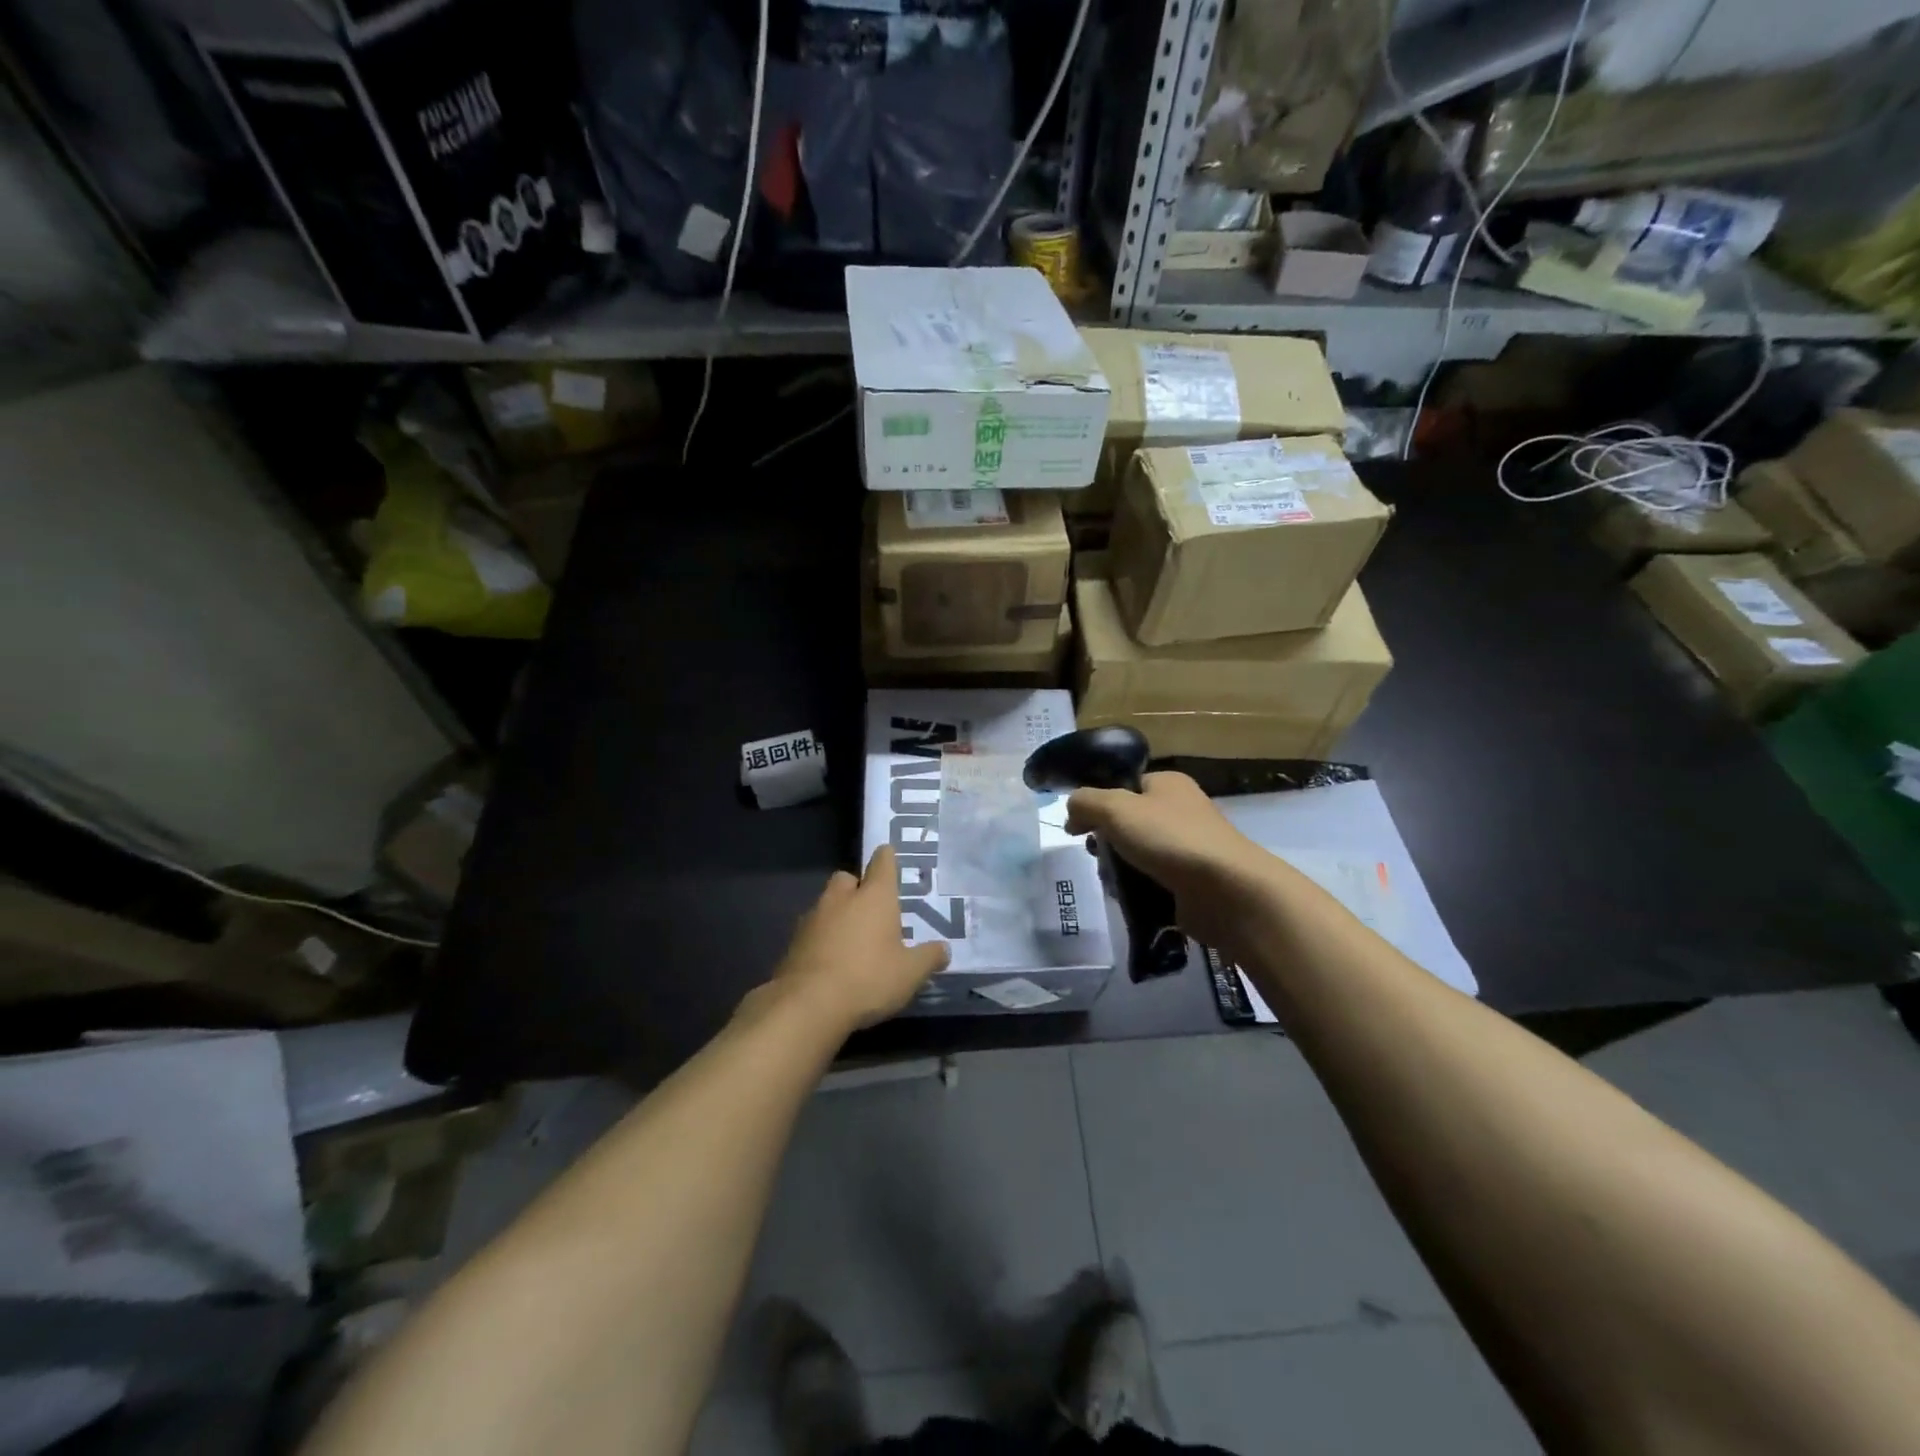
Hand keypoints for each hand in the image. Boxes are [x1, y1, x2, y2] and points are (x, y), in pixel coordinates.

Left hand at [764, 845, 950, 1032]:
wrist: (808, 1005)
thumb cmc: (868, 978)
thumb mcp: (910, 973)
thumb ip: (929, 958)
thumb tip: (944, 950)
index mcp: (874, 897)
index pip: (882, 862)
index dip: (887, 858)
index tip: (890, 856)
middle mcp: (842, 898)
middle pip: (848, 879)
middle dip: (858, 888)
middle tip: (872, 911)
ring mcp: (813, 918)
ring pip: (827, 904)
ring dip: (838, 915)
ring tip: (852, 941)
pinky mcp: (793, 942)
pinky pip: (812, 931)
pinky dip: (822, 939)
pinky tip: (831, 962)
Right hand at [1065, 772, 1284, 955]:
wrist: (1226, 891)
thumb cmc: (1169, 839)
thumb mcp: (1115, 808)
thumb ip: (1085, 802)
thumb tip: (1072, 811)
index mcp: (1168, 783)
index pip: (1125, 786)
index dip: (1097, 804)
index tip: (1077, 827)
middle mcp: (1181, 810)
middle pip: (1128, 822)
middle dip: (1106, 841)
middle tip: (1096, 855)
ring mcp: (1189, 847)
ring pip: (1138, 854)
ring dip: (1119, 868)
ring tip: (1112, 882)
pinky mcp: (1192, 881)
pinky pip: (1154, 881)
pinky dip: (1138, 889)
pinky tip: (1129, 899)